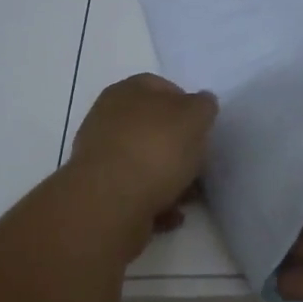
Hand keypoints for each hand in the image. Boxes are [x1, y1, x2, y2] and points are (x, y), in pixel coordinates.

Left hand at [66, 73, 217, 259]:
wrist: (111, 203)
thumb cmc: (156, 149)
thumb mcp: (194, 116)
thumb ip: (203, 106)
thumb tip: (201, 103)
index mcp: (128, 91)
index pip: (161, 87)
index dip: (186, 104)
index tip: (203, 127)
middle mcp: (108, 118)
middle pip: (152, 126)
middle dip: (178, 145)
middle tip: (199, 162)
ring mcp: (101, 156)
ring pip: (144, 161)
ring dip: (169, 177)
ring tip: (189, 196)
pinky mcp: (100, 191)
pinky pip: (136, 192)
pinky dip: (155, 202)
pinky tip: (172, 214)